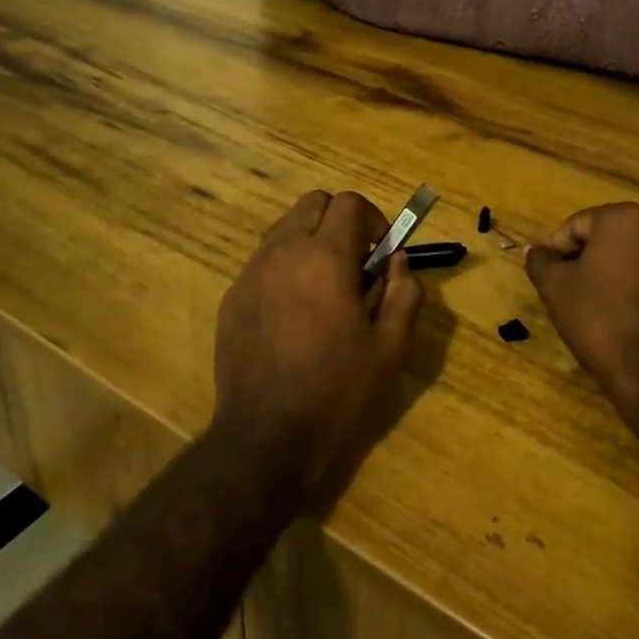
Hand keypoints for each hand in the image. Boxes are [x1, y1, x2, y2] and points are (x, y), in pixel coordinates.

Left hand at [214, 190, 423, 497]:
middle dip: (340, 221)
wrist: (267, 434)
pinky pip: (263, 261)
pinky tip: (293, 313)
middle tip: (355, 263)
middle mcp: (283, 251)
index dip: (373, 219)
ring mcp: (252, 272)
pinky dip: (284, 267)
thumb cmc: (338, 389)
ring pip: (284, 228)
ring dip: (310, 240)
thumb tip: (399, 262)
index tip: (381, 252)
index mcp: (325, 257)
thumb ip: (405, 293)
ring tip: (324, 287)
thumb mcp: (390, 346)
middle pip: (313, 203)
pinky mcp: (233, 296)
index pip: (349, 203)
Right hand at [524, 202, 638, 420]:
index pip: (574, 227)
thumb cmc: (599, 318)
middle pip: (602, 238)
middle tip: (565, 293)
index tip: (548, 281)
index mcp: (625, 218)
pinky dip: (628, 287)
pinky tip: (617, 315)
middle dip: (581, 261)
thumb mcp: (554, 287)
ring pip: (625, 257)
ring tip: (590, 307)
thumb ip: (539, 260)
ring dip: (605, 274)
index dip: (555, 253)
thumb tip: (535, 250)